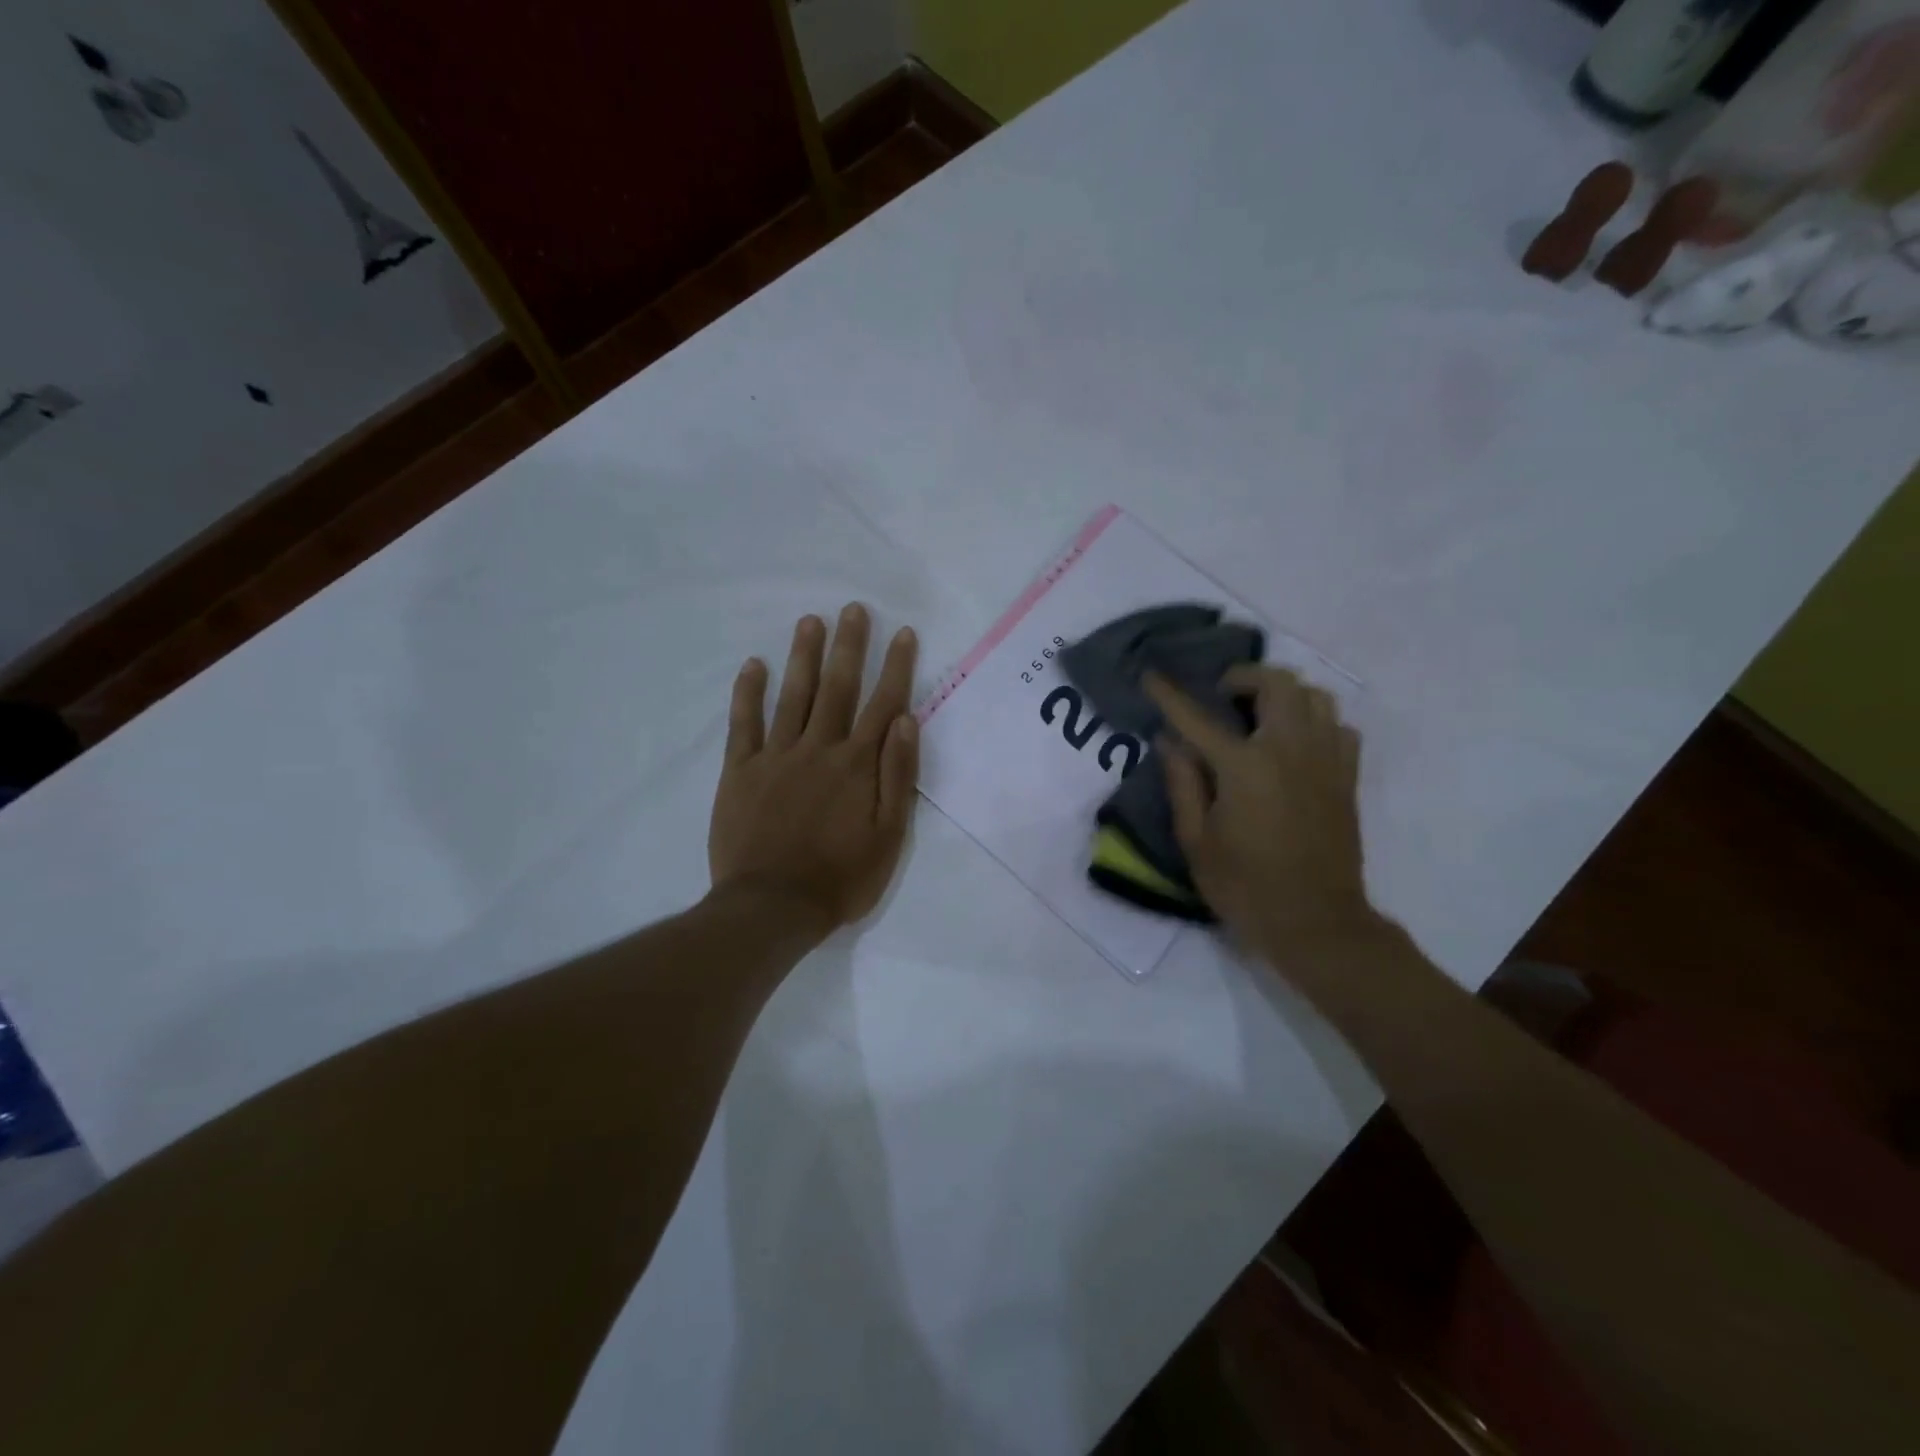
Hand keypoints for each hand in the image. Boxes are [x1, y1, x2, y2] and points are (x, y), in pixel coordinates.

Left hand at [709, 604, 919, 933]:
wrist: (772, 907)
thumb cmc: (841, 877)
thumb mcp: (889, 835)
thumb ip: (898, 776)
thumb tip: (905, 720)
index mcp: (858, 765)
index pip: (883, 704)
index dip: (895, 667)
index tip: (902, 633)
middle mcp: (819, 749)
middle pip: (838, 688)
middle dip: (849, 646)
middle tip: (853, 609)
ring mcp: (776, 756)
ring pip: (794, 696)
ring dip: (803, 656)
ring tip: (810, 621)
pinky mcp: (741, 771)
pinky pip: (744, 724)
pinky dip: (748, 693)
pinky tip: (754, 665)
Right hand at [1146, 666, 1375, 958]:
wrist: (1315, 922)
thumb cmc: (1244, 886)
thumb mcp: (1196, 841)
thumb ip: (1182, 783)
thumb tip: (1169, 741)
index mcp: (1245, 767)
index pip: (1197, 717)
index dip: (1170, 695)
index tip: (1151, 675)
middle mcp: (1290, 750)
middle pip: (1276, 683)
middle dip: (1242, 678)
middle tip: (1222, 696)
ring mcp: (1326, 760)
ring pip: (1315, 696)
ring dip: (1283, 694)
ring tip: (1260, 715)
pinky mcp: (1347, 778)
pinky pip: (1338, 727)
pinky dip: (1315, 721)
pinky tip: (1295, 743)